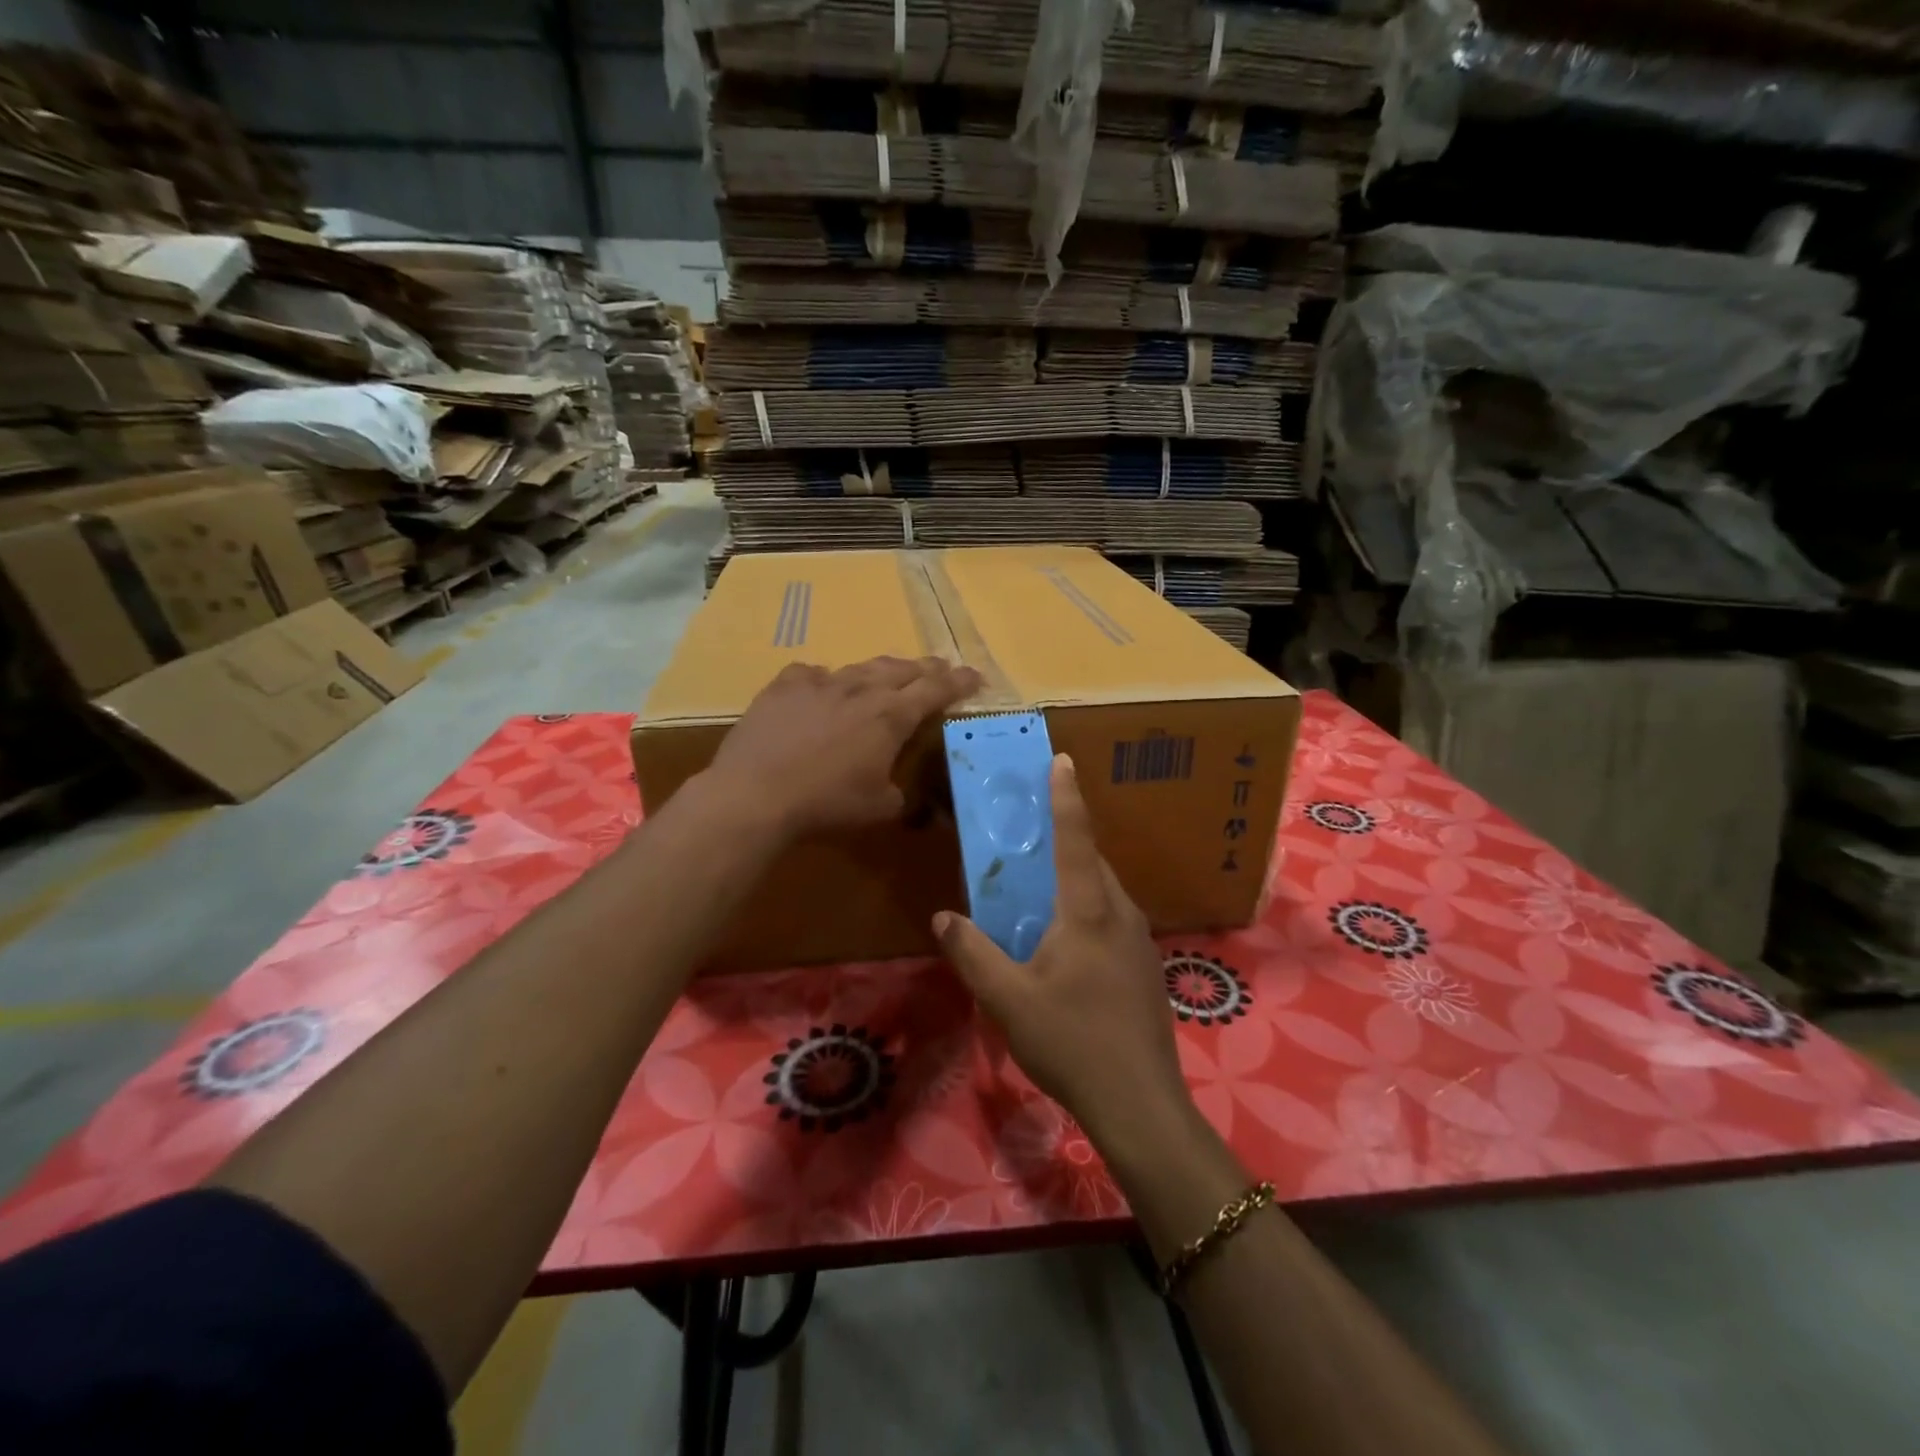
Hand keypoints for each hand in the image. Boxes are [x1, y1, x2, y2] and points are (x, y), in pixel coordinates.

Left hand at [706, 656, 980, 838]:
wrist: (756, 793)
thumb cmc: (827, 803)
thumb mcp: (880, 808)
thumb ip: (904, 796)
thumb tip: (915, 801)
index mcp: (892, 716)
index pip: (936, 689)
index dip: (959, 682)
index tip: (976, 676)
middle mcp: (861, 689)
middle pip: (903, 669)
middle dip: (927, 668)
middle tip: (941, 669)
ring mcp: (821, 682)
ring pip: (861, 667)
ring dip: (882, 670)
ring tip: (889, 674)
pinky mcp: (785, 685)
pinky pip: (813, 674)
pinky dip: (827, 679)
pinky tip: (823, 687)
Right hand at [934, 755, 1191, 1149]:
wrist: (1141, 1103)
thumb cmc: (1072, 1043)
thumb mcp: (1008, 1000)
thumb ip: (973, 954)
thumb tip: (944, 918)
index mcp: (1088, 910)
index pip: (1075, 838)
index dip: (1066, 796)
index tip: (1061, 759)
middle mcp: (1120, 913)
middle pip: (1091, 862)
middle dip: (1063, 839)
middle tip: (1029, 833)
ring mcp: (1139, 940)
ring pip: (1103, 892)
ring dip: (1074, 879)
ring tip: (1038, 890)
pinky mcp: (1145, 966)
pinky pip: (1111, 919)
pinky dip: (1086, 909)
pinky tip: (1064, 944)